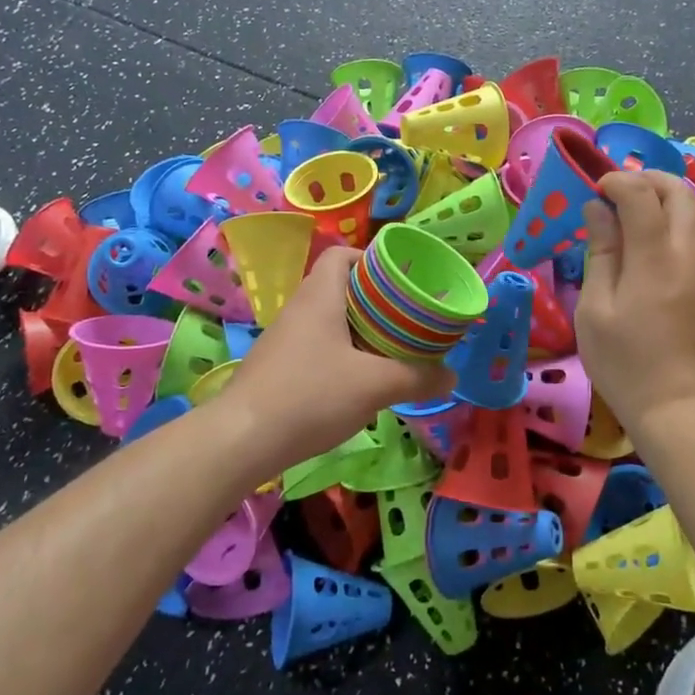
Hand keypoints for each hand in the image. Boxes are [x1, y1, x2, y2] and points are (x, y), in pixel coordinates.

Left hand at [217, 245, 454, 474]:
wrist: (243, 439)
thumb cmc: (311, 395)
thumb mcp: (375, 386)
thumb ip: (418, 378)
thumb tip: (451, 376)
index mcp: (320, 295)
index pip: (342, 255)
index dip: (373, 260)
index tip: (402, 281)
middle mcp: (300, 308)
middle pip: (341, 288)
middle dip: (376, 302)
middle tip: (407, 319)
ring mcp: (285, 338)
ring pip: (330, 321)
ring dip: (360, 332)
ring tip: (391, 351)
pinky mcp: (278, 367)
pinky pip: (318, 347)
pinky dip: (342, 356)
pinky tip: (359, 383)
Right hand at [575, 170, 694, 442]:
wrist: (686, 410)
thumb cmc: (628, 364)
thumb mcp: (596, 311)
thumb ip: (600, 254)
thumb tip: (598, 211)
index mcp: (655, 255)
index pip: (641, 193)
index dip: (616, 181)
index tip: (594, 190)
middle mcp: (689, 251)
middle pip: (679, 191)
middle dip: (648, 178)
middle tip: (618, 189)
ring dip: (671, 194)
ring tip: (640, 205)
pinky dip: (685, 216)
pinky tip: (663, 234)